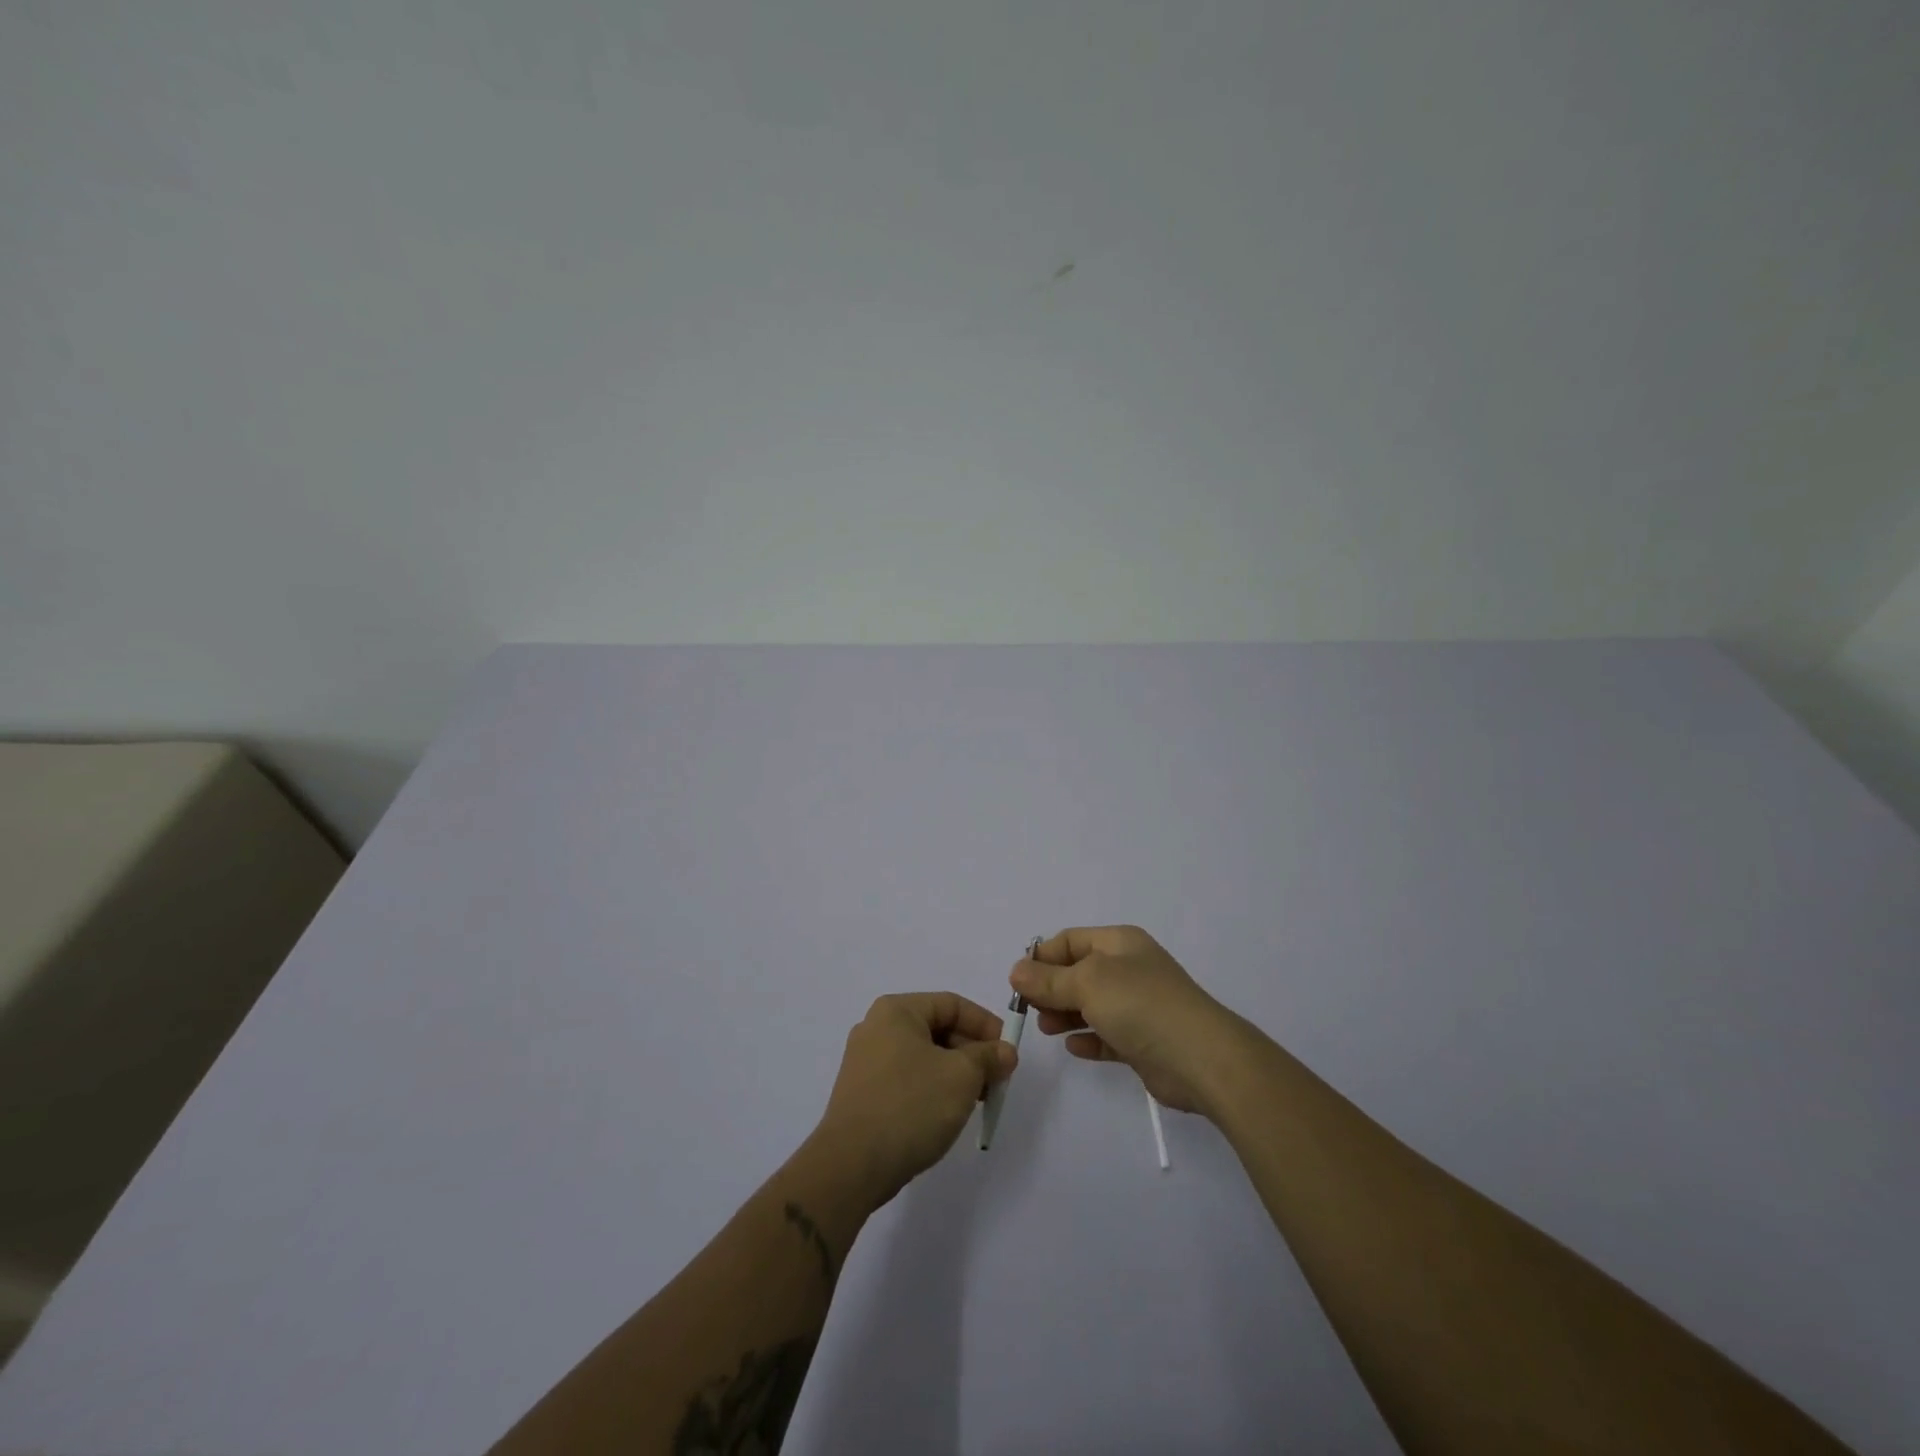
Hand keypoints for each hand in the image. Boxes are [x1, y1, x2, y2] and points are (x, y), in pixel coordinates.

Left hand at [813, 992, 1016, 1206]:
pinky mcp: (863, 1093)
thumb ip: (988, 1057)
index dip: (986, 1025)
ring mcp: (865, 1061)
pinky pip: (907, 1078)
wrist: (852, 1165)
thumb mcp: (961, 1076)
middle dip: (972, 1052)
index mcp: (896, 1011)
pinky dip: (932, 1088)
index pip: (952, 1004)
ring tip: (977, 1100)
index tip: (1008, 1053)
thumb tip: (1005, 1052)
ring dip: (955, 1073)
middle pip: (937, 1028)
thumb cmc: (911, 1106)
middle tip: (997, 1080)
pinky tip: (947, 1113)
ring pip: (924, 1056)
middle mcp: (876, 1027)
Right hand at [1010, 925, 1236, 1115]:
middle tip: (1027, 1009)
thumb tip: (1016, 971)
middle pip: (1079, 972)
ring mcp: (1139, 1006)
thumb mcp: (1087, 983)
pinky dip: (1089, 1038)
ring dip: (1065, 1014)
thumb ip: (1049, 979)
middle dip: (1050, 988)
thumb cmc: (1140, 1005)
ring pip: (1091, 1004)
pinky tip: (1073, 1047)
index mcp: (1119, 943)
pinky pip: (1107, 1035)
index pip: (1070, 940)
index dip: (1042, 957)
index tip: (1018, 982)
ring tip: (1045, 1029)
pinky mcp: (1143, 1041)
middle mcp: (1129, 969)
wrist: (1200, 1058)